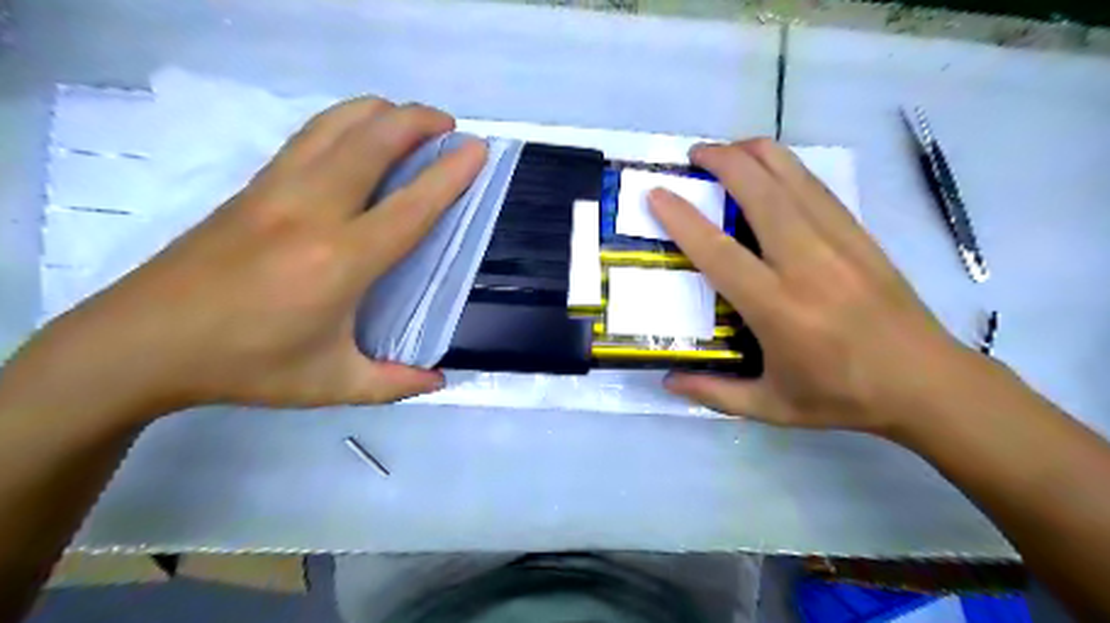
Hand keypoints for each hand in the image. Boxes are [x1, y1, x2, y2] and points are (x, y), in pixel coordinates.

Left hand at [11, 97, 485, 419]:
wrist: (139, 343)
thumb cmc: (246, 366)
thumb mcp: (331, 385)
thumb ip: (393, 384)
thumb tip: (438, 380)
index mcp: (340, 261)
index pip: (410, 206)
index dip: (449, 174)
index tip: (477, 150)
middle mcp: (312, 211)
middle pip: (373, 141)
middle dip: (418, 121)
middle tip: (449, 126)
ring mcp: (276, 190)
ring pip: (336, 125)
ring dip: (381, 113)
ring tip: (409, 119)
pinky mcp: (252, 186)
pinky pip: (309, 136)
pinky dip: (345, 122)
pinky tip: (358, 135)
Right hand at [653, 139, 979, 440]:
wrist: (928, 382)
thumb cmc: (842, 397)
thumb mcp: (771, 407)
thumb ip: (714, 394)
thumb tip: (667, 381)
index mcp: (778, 308)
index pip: (719, 251)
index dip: (683, 218)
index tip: (657, 193)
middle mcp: (807, 264)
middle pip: (760, 193)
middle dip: (722, 162)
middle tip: (693, 155)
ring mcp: (840, 242)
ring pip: (793, 178)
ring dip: (756, 154)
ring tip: (727, 149)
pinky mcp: (861, 235)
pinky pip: (817, 188)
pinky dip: (787, 167)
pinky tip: (772, 166)